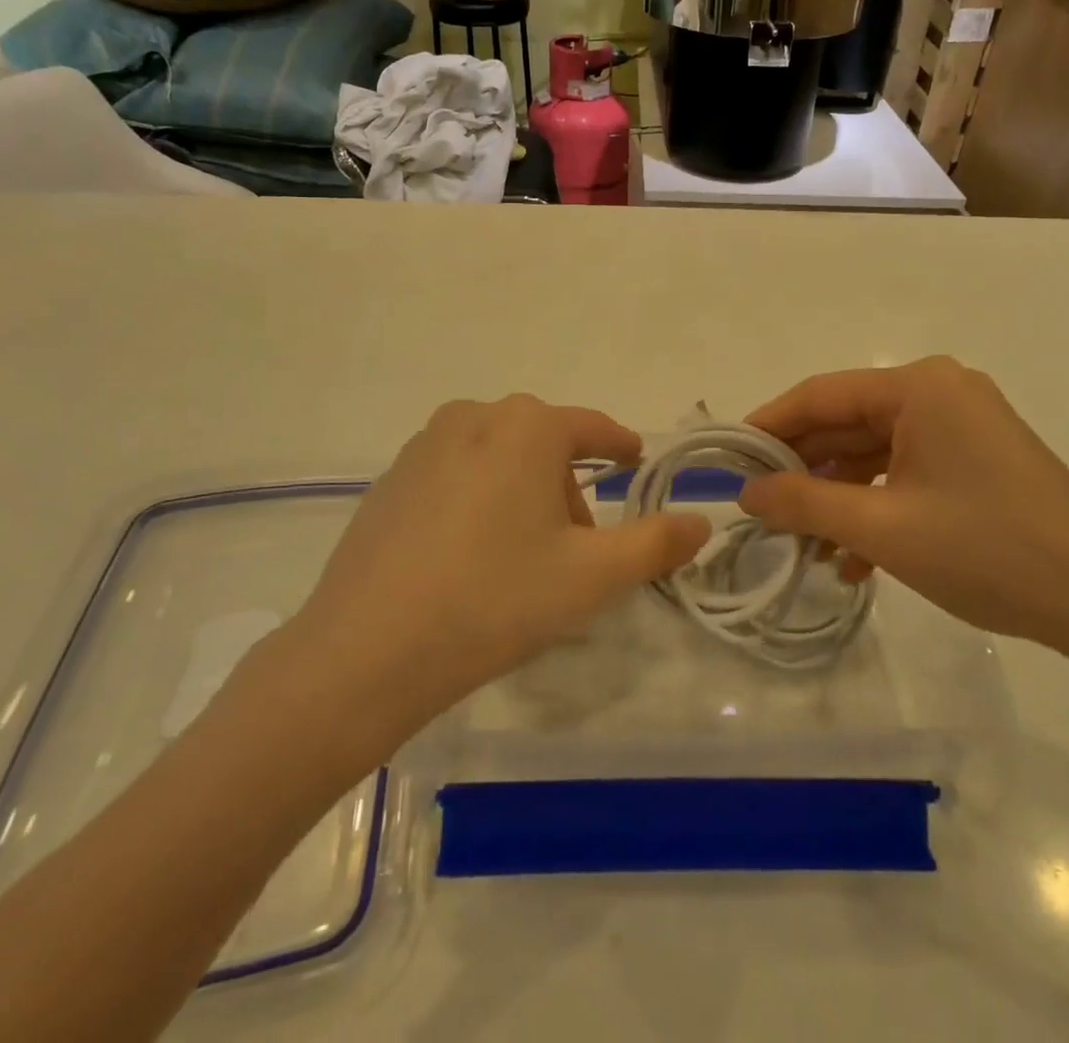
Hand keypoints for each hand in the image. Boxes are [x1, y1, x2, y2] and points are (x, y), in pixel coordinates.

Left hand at [279, 396, 709, 748]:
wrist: (367, 650)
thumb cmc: (496, 599)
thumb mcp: (592, 576)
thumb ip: (656, 543)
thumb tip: (701, 521)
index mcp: (526, 426)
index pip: (592, 428)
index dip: (620, 445)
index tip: (635, 460)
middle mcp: (473, 417)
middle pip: (543, 444)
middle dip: (568, 486)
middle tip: (577, 545)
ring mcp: (423, 446)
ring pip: (497, 457)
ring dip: (522, 492)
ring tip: (522, 555)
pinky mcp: (390, 479)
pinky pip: (455, 475)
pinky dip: (478, 500)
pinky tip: (469, 556)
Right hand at [737, 357, 1068, 653]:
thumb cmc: (987, 550)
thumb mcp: (881, 527)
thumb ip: (803, 501)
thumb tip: (744, 490)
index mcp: (919, 387)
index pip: (821, 395)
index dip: (768, 426)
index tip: (728, 459)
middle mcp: (939, 393)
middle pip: (846, 423)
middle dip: (803, 471)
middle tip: (760, 510)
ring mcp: (961, 426)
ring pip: (873, 454)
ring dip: (837, 499)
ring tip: (805, 548)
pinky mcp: (975, 460)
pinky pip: (905, 472)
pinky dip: (875, 508)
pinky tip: (855, 561)